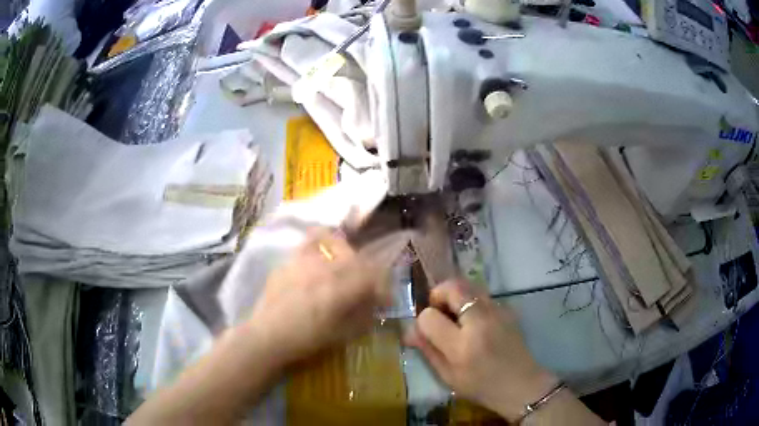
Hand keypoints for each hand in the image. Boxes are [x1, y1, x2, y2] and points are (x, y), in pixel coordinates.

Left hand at [243, 229, 408, 367]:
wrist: (267, 336)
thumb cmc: (305, 340)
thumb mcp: (341, 335)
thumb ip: (362, 315)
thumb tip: (374, 303)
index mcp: (339, 289)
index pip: (373, 275)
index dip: (383, 285)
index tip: (383, 299)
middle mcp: (324, 269)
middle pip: (357, 258)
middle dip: (367, 273)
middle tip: (364, 287)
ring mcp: (305, 260)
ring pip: (336, 244)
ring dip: (348, 256)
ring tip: (344, 270)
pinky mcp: (290, 259)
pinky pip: (311, 241)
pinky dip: (323, 241)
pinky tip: (322, 256)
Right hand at [406, 279, 557, 421]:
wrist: (521, 385)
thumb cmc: (481, 386)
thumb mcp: (448, 376)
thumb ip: (428, 350)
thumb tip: (410, 330)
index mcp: (462, 346)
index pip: (430, 317)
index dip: (423, 320)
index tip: (426, 330)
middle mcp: (481, 322)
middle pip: (453, 288)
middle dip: (438, 294)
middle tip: (438, 312)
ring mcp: (498, 312)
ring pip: (468, 285)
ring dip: (455, 295)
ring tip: (454, 315)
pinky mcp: (507, 309)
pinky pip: (482, 294)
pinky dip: (470, 300)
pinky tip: (473, 321)